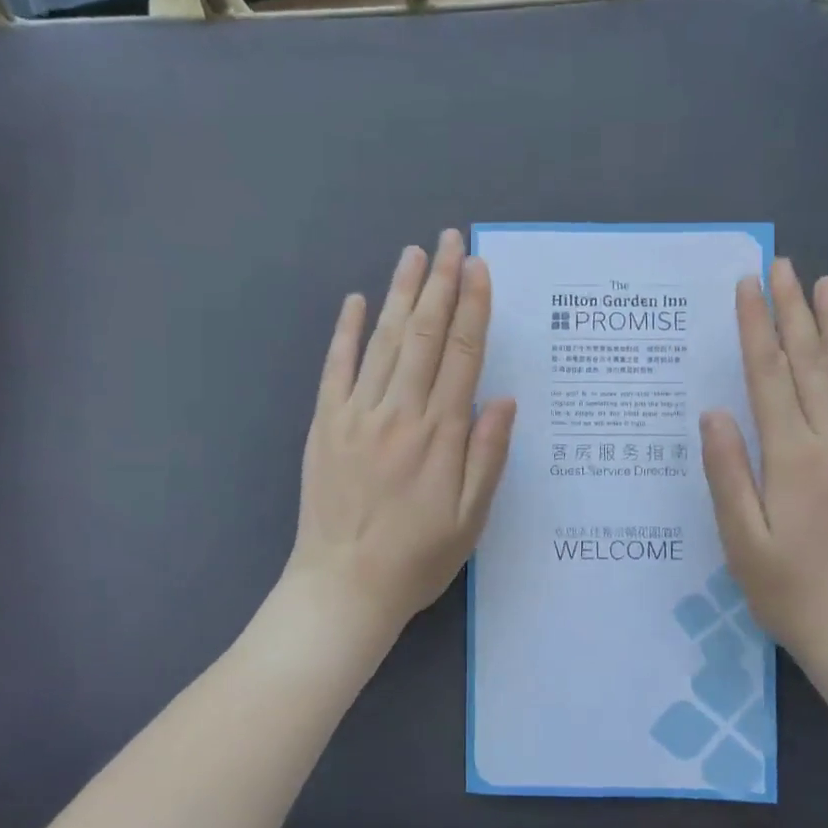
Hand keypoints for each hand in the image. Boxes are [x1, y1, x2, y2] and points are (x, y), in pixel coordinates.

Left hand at [284, 230, 515, 643]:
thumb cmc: (416, 558)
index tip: (479, 268)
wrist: (342, 587)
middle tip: (451, 240)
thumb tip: (503, 399)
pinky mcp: (324, 425)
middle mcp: (399, 413)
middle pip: (426, 335)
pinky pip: (336, 368)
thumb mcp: (470, 519)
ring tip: (414, 254)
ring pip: (385, 341)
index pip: (463, 355)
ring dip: (402, 294)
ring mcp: (356, 415)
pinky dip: (347, 332)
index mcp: (440, 434)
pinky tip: (357, 301)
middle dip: (441, 283)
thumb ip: (488, 455)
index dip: (473, 307)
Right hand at [700, 259, 827, 669]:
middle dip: (794, 310)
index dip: (756, 327)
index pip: (771, 375)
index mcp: (794, 456)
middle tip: (784, 265)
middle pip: (812, 361)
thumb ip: (728, 472)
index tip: (748, 286)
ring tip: (825, 284)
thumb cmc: (789, 589)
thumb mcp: (742, 539)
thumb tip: (713, 412)